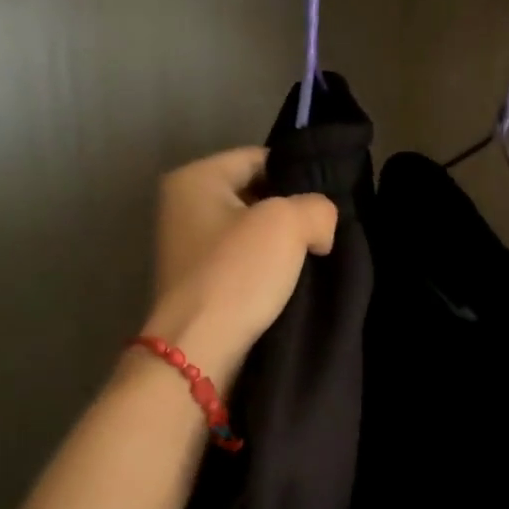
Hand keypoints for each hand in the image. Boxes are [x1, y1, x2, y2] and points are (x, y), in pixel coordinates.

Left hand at [140, 147, 337, 382]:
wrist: (200, 350)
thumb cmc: (237, 274)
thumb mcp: (288, 223)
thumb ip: (317, 208)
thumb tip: (319, 226)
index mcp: (195, 178)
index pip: (260, 159)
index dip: (298, 177)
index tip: (326, 206)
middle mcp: (183, 207)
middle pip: (256, 196)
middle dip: (292, 214)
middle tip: (324, 235)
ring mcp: (188, 248)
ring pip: (252, 234)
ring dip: (282, 248)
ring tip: (314, 261)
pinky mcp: (198, 284)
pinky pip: (243, 264)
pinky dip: (267, 273)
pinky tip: (291, 286)